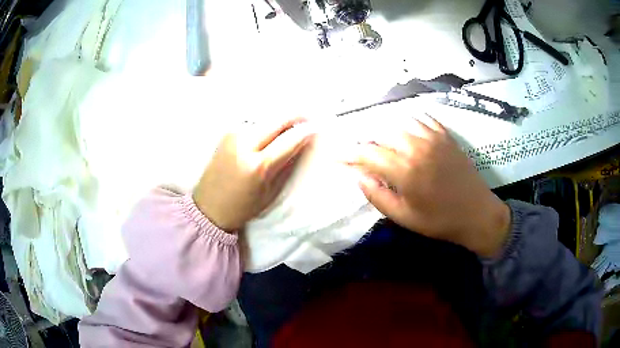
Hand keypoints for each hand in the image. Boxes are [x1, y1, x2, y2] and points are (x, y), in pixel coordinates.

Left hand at [193, 118, 313, 231]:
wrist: (209, 207)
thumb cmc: (242, 207)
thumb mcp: (270, 192)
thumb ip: (286, 165)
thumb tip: (301, 144)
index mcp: (258, 165)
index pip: (289, 139)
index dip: (306, 131)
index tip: (317, 127)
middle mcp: (244, 144)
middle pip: (277, 119)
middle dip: (296, 115)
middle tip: (309, 116)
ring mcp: (233, 136)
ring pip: (264, 117)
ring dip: (280, 118)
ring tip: (291, 122)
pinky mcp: (226, 134)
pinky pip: (252, 122)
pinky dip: (265, 122)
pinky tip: (271, 127)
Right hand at [343, 115, 510, 257]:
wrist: (477, 214)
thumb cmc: (439, 221)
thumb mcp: (404, 217)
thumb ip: (377, 196)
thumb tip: (359, 176)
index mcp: (404, 170)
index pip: (367, 154)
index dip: (349, 154)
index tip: (337, 156)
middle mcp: (416, 147)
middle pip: (381, 133)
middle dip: (367, 142)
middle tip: (362, 154)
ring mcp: (433, 138)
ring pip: (400, 122)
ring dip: (386, 131)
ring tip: (383, 143)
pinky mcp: (446, 136)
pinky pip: (423, 119)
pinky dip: (410, 122)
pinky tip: (407, 131)